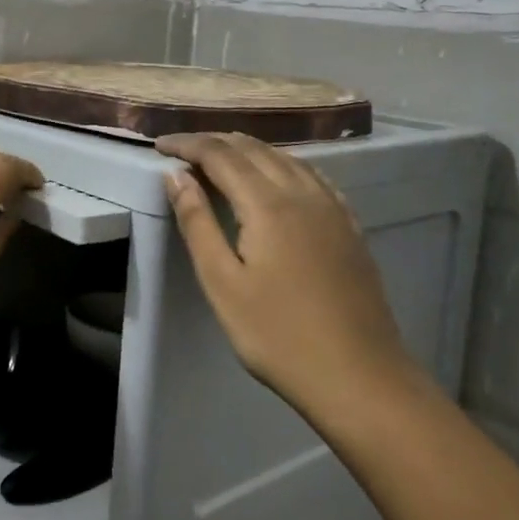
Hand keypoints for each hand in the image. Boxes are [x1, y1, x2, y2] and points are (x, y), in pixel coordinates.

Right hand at [157, 133, 411, 410]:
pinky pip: (312, 177)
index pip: (220, 155)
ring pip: (286, 158)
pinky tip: (278, 177)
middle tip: (182, 149)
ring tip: (220, 157)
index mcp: (268, 204)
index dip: (187, 144)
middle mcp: (303, 193)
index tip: (158, 144)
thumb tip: (175, 175)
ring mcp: (333, 209)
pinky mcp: (350, 227)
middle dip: (215, 142)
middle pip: (254, 149)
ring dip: (248, 150)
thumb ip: (197, 223)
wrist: (360, 377)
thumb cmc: (278, 335)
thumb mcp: (222, 283)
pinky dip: (283, 165)